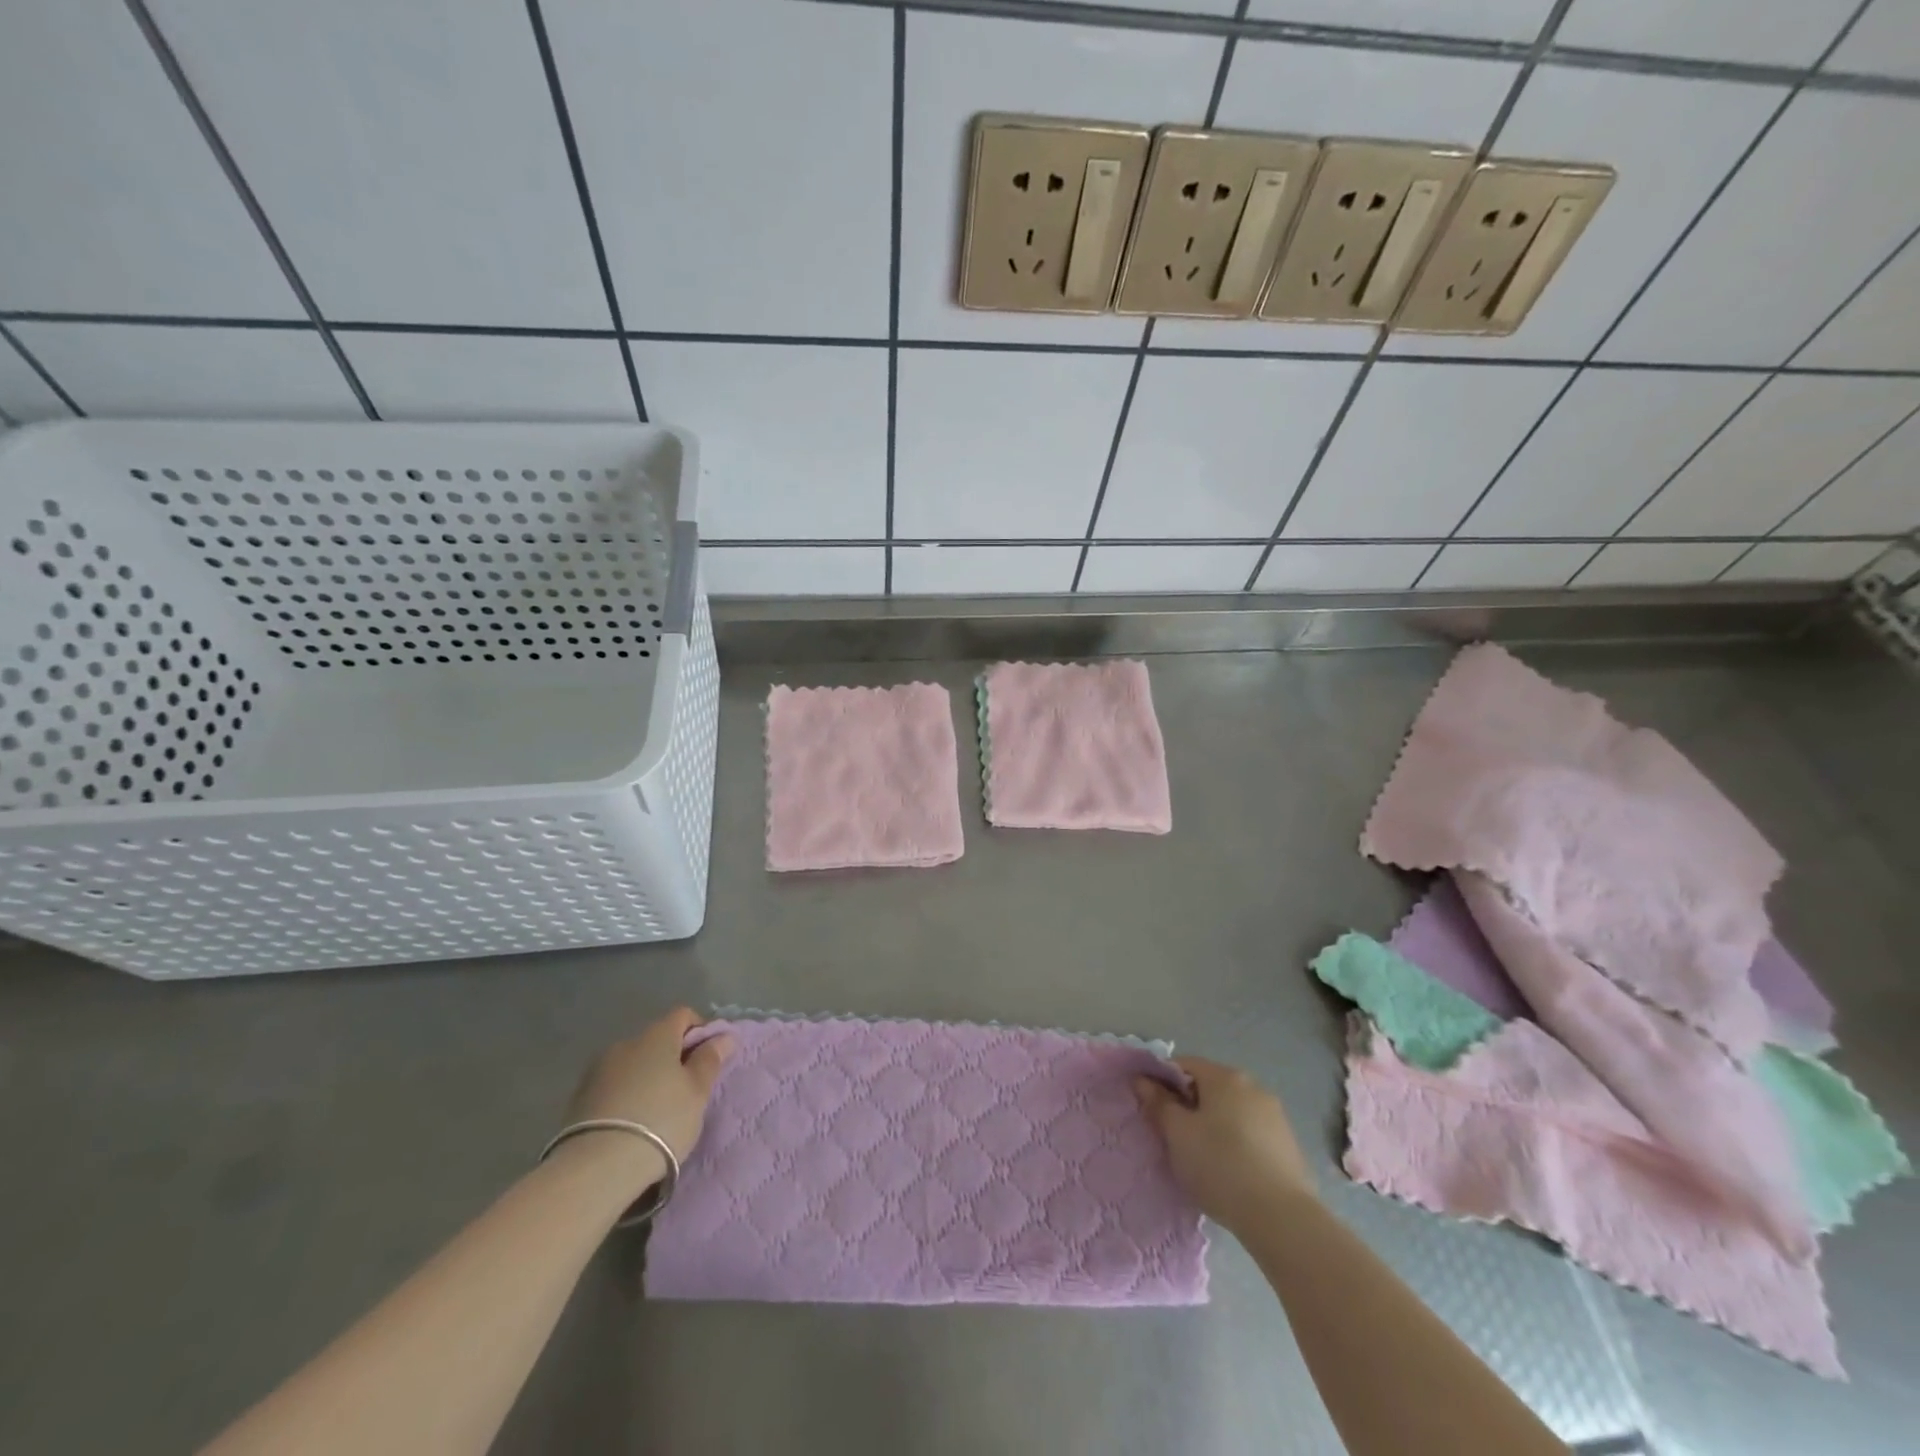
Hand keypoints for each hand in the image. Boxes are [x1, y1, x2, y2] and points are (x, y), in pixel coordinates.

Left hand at [565, 1007, 735, 1164]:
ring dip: (648, 1077)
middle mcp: (626, 1043)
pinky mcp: (579, 1098)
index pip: (683, 1015)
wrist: (596, 1168)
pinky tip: (631, 1123)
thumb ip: (710, 1059)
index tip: (709, 1059)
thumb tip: (724, 1035)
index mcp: (657, 1035)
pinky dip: (626, 1095)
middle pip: (657, 1040)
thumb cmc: (661, 1120)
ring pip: (634, 1064)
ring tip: (657, 1111)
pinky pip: (613, 1086)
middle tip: (686, 1090)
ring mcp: (598, 1070)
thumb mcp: (697, 1091)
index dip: (701, 1031)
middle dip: (673, 1057)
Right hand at [1135, 1057, 1315, 1232]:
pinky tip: (1230, 1171)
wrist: (1281, 1218)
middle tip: (1175, 1138)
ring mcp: (1275, 1115)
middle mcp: (1253, 1086)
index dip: (1163, 1083)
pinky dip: (1236, 1143)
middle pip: (1209, 1086)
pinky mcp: (1289, 1144)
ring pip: (1231, 1111)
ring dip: (1213, 1125)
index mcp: (1224, 1076)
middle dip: (1189, 1106)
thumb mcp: (1177, 1134)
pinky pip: (1251, 1132)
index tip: (1153, 1111)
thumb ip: (1158, 1103)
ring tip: (1202, 1159)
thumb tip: (1143, 1080)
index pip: (1183, 1064)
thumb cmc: (1219, 1165)